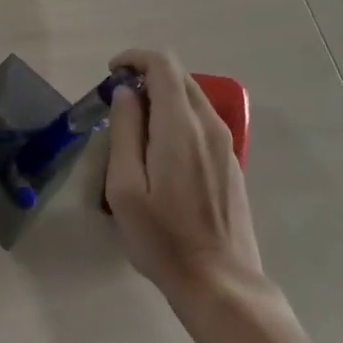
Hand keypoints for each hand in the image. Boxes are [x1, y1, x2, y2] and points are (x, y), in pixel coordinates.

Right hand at [105, 49, 265, 305]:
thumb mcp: (125, 187)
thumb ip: (124, 131)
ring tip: (135, 124)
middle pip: (179, 75)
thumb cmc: (163, 238)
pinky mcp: (231, 161)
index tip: (111, 73)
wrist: (221, 284)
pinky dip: (178, 114)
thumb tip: (126, 93)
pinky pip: (202, 119)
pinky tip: (161, 149)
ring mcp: (225, 143)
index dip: (135, 58)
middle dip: (146, 74)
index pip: (162, 64)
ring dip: (162, 94)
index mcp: (180, 125)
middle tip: (118, 98)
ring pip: (192, 96)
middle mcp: (208, 124)